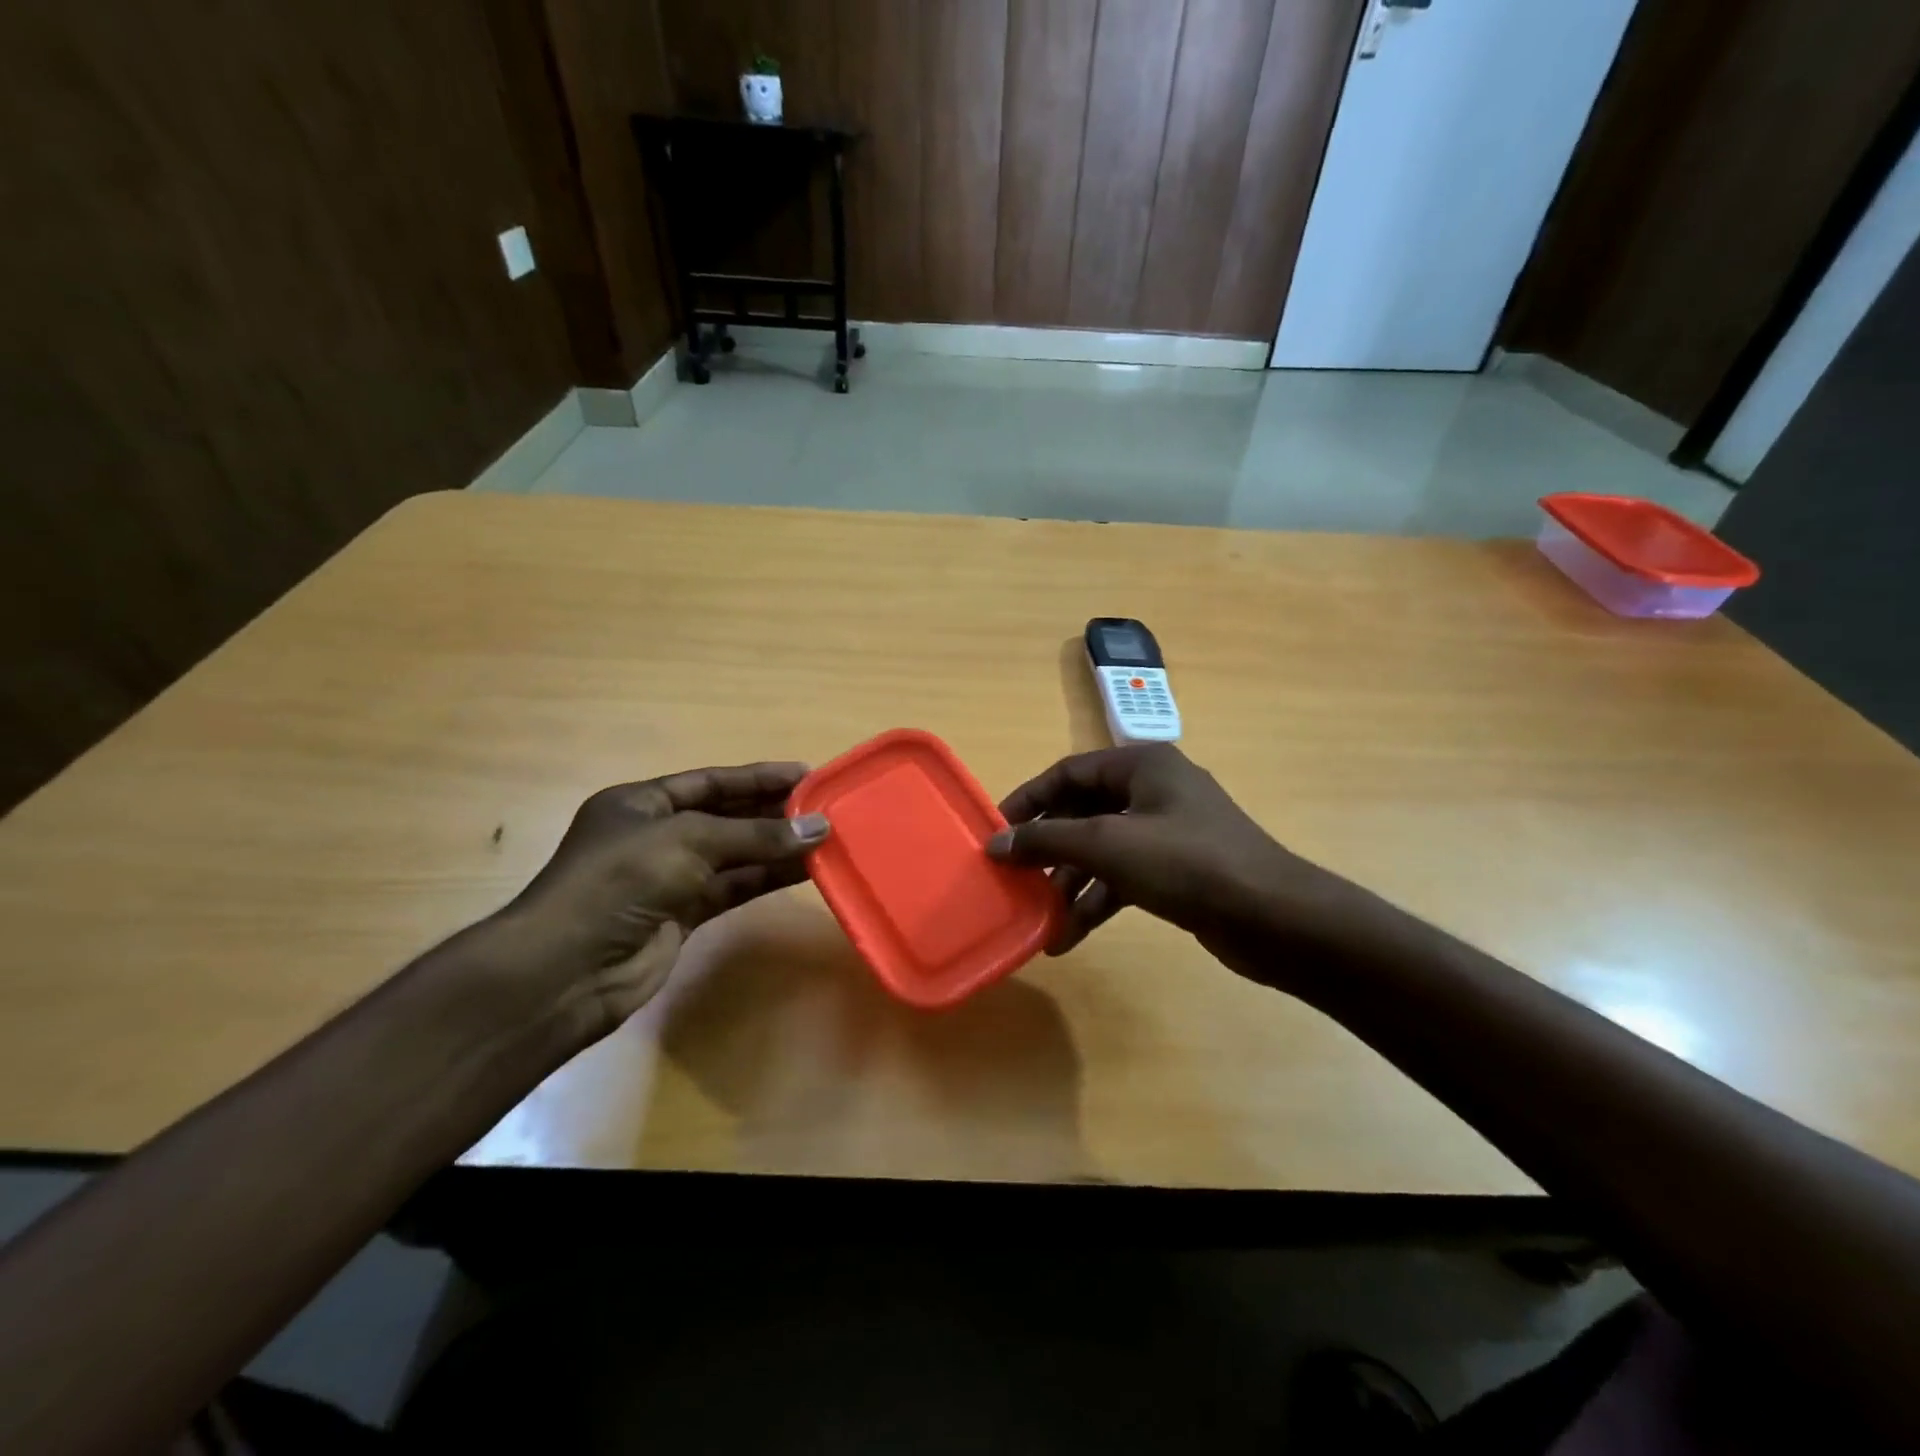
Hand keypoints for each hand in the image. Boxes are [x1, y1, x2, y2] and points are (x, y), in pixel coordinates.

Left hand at [493, 762, 828, 1034]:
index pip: (710, 782)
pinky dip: (767, 878)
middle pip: (726, 816)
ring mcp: (669, 878)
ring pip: (734, 855)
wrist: (567, 971)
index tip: (807, 774)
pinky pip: (734, 888)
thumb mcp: (688, 842)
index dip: (758, 778)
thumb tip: (818, 828)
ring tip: (826, 837)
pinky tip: (804, 870)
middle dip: (773, 811)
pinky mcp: (683, 915)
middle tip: (826, 807)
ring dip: (777, 847)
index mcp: (641, 803)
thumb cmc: (619, 882)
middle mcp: (656, 836)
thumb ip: (755, 835)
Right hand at [987, 745, 1367, 986]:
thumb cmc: (1188, 864)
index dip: (1029, 799)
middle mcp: (1153, 791)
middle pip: (1083, 813)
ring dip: (1070, 884)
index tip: (996, 831)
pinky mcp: (1177, 871)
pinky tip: (1068, 937)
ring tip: (1038, 918)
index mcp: (1142, 766)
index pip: (1068, 772)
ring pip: (1102, 851)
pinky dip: (1096, 902)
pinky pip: (1123, 878)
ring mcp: (1168, 833)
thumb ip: (1047, 840)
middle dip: (1048, 849)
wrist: (1275, 919)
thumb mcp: (1109, 845)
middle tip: (1014, 877)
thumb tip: (995, 843)